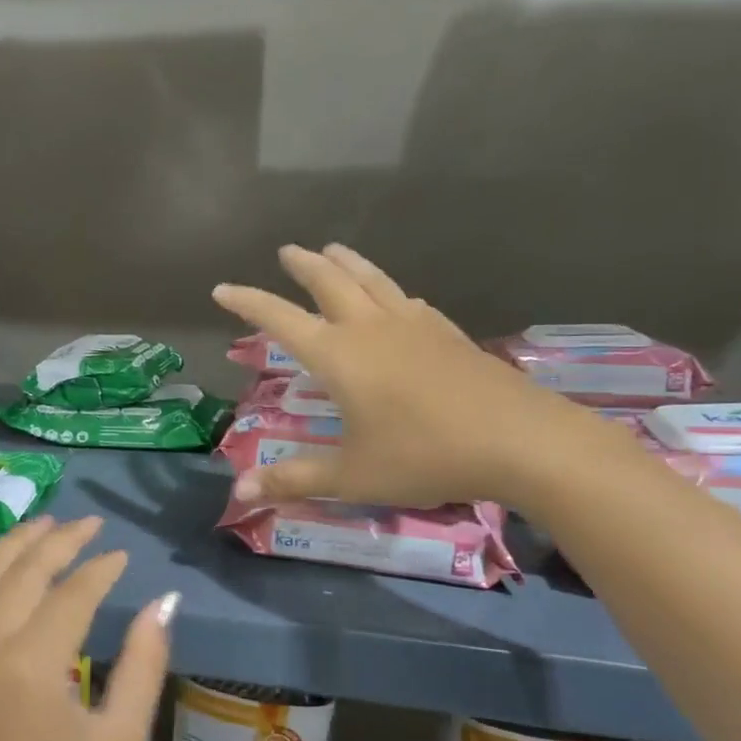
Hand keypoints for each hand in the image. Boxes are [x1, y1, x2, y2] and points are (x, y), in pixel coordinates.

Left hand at [0, 515, 174, 740]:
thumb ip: (143, 665)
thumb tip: (162, 603)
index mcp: (30, 667)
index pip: (72, 593)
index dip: (101, 569)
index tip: (121, 556)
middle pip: (23, 572)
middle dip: (60, 540)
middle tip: (88, 525)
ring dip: (12, 545)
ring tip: (44, 525)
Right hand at [214, 244, 601, 510]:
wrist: (519, 440)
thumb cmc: (424, 456)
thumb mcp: (352, 475)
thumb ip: (295, 479)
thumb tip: (239, 492)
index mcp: (339, 356)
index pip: (280, 319)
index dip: (247, 302)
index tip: (221, 288)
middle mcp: (372, 329)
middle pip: (331, 282)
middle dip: (303, 265)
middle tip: (286, 250)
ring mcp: (415, 326)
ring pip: (372, 280)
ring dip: (347, 263)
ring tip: (333, 248)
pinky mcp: (448, 334)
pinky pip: (408, 300)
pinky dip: (388, 290)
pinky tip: (395, 296)